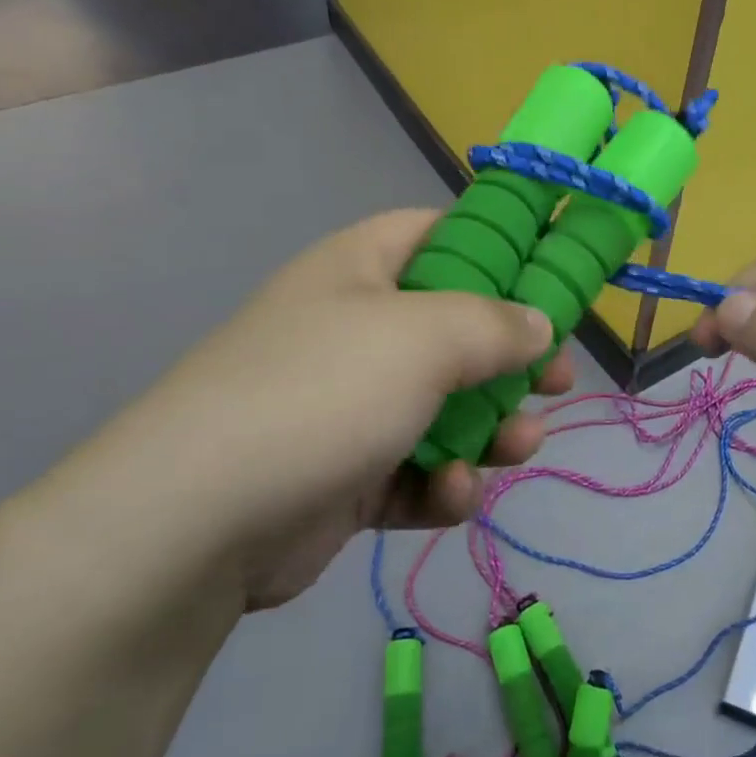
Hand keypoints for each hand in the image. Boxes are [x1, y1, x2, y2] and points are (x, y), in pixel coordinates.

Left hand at [62, 210, 574, 608]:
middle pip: (456, 329)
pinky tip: (452, 494)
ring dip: (490, 430)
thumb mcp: (425, 337)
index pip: (439, 234)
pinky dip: (442, 483)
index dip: (498, 248)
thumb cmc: (323, 392)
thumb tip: (540, 324)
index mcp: (361, 270)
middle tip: (557, 382)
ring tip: (518, 448)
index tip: (550, 280)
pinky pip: (416, 468)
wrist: (198, 523)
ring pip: (446, 406)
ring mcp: (348, 405)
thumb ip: (496, 324)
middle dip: (512, 359)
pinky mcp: (347, 474)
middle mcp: (355, 330)